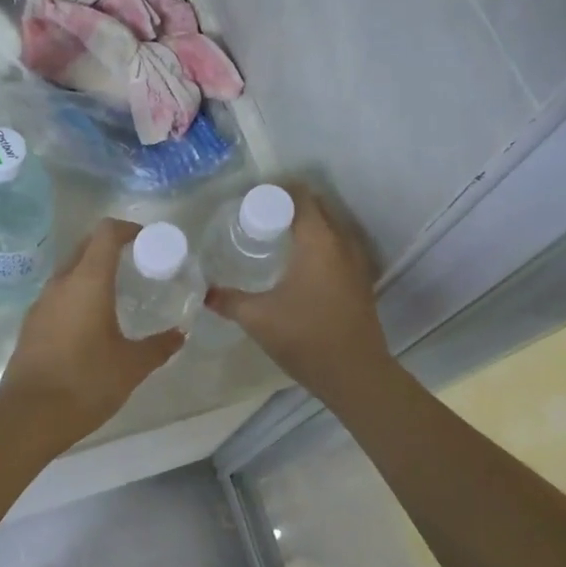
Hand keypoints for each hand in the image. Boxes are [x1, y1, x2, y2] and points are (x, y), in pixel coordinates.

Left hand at [0, 218, 183, 441]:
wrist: (29, 417)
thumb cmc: (86, 382)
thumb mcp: (132, 366)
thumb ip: (159, 346)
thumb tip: (180, 334)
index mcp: (88, 281)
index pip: (106, 233)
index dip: (128, 229)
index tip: (147, 241)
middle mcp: (61, 283)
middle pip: (86, 246)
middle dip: (111, 247)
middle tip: (137, 265)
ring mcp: (41, 303)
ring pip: (70, 271)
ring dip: (92, 272)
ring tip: (118, 294)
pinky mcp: (31, 324)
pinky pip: (59, 295)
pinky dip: (78, 295)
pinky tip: (92, 322)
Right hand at [205, 184, 391, 400]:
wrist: (355, 374)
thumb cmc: (305, 337)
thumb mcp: (258, 318)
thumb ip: (229, 300)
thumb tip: (205, 292)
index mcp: (318, 241)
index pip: (300, 197)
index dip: (277, 192)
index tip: (252, 199)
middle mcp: (342, 243)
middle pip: (318, 208)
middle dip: (290, 206)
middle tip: (259, 217)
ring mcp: (357, 263)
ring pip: (332, 229)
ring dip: (308, 226)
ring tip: (277, 237)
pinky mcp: (361, 282)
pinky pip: (339, 248)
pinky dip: (320, 245)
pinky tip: (300, 265)